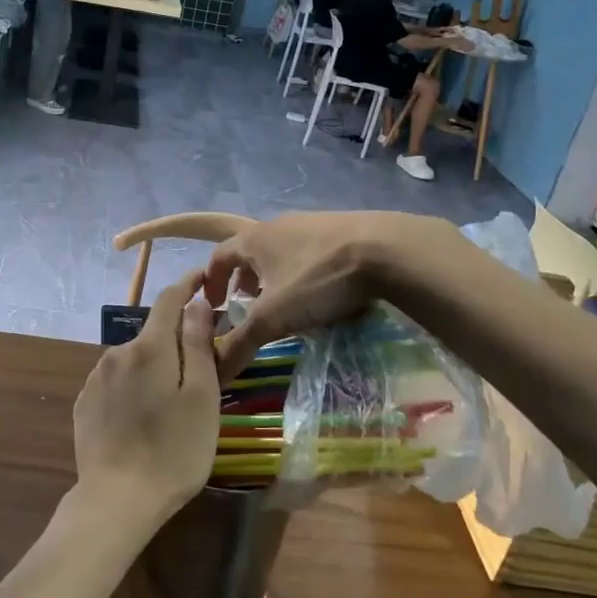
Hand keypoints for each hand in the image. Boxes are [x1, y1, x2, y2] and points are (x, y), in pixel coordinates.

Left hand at [72, 273, 220, 522]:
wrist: (116, 500)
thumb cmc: (173, 450)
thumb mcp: (201, 397)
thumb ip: (198, 345)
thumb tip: (194, 303)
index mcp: (149, 347)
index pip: (169, 299)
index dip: (187, 285)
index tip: (203, 279)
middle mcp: (116, 353)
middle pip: (152, 333)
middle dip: (175, 340)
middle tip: (199, 367)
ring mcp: (95, 379)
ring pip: (133, 359)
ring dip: (152, 366)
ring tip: (170, 401)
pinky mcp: (84, 404)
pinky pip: (116, 382)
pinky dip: (132, 387)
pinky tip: (141, 417)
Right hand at [204, 211, 461, 373]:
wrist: (386, 249)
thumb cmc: (317, 279)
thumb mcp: (273, 317)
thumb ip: (240, 343)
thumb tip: (213, 374)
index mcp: (255, 238)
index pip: (219, 256)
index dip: (210, 280)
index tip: (212, 305)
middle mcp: (279, 225)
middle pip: (251, 251)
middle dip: (244, 279)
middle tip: (247, 306)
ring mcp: (313, 223)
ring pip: (283, 250)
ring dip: (275, 275)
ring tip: (285, 302)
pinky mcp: (344, 229)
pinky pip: (312, 251)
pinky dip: (305, 272)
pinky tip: (323, 293)